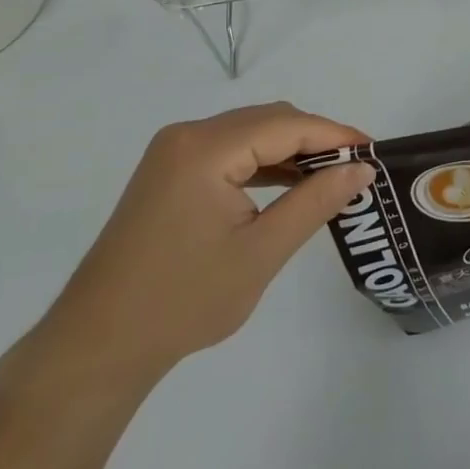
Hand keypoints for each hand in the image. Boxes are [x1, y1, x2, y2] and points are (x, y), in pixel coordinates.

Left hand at [12, 104, 375, 397]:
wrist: (96, 347)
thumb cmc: (182, 302)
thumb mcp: (261, 253)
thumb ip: (315, 202)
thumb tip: (361, 169)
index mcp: (206, 148)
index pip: (287, 125)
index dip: (335, 135)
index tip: (373, 151)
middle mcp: (187, 136)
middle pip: (268, 121)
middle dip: (315, 140)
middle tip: (355, 168)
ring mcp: (173, 152)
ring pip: (249, 134)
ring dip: (290, 150)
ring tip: (330, 178)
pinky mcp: (168, 172)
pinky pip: (229, 152)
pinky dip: (262, 164)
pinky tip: (288, 185)